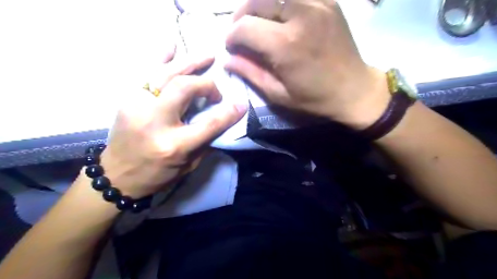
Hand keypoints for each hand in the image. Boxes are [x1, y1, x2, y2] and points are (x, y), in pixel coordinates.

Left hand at [96, 46, 245, 198]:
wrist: (116, 176)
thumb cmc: (157, 175)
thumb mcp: (189, 165)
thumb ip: (206, 140)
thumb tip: (221, 117)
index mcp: (173, 145)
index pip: (208, 123)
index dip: (228, 113)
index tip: (241, 105)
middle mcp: (154, 122)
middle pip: (184, 89)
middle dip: (206, 85)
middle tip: (215, 91)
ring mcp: (136, 107)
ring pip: (166, 75)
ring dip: (189, 63)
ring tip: (207, 56)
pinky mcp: (127, 100)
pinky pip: (145, 72)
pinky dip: (160, 58)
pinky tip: (172, 46)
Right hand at [226, 0, 391, 129]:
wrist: (354, 90)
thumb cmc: (314, 98)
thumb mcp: (278, 94)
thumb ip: (251, 74)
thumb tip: (228, 60)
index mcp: (286, 45)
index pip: (245, 27)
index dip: (231, 36)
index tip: (231, 47)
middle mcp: (300, 16)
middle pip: (257, 1)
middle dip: (240, 16)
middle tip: (240, 32)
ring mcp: (317, 4)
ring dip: (260, 5)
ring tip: (258, 21)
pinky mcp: (328, 1)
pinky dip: (282, 3)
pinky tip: (280, 16)